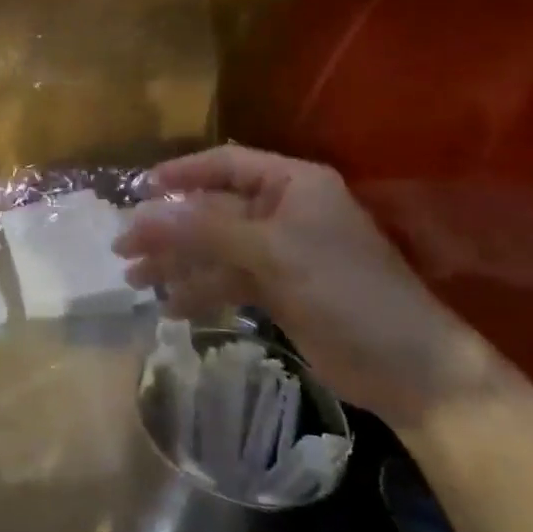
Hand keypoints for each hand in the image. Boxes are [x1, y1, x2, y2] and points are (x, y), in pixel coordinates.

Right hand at [113, 145, 500, 425]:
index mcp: (291, 184)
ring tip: (136, 282)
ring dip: (177, 264)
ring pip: (215, 249)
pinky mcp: (278, 290)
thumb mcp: (271, 252)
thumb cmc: (344, 289)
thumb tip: (142, 215)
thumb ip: (204, 230)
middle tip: (124, 248)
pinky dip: (200, 292)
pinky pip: (228, 281)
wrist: (408, 367)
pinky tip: (172, 308)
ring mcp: (280, 253)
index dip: (180, 173)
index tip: (139, 191)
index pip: (225, 164)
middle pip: (212, 210)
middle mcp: (283, 211)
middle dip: (168, 229)